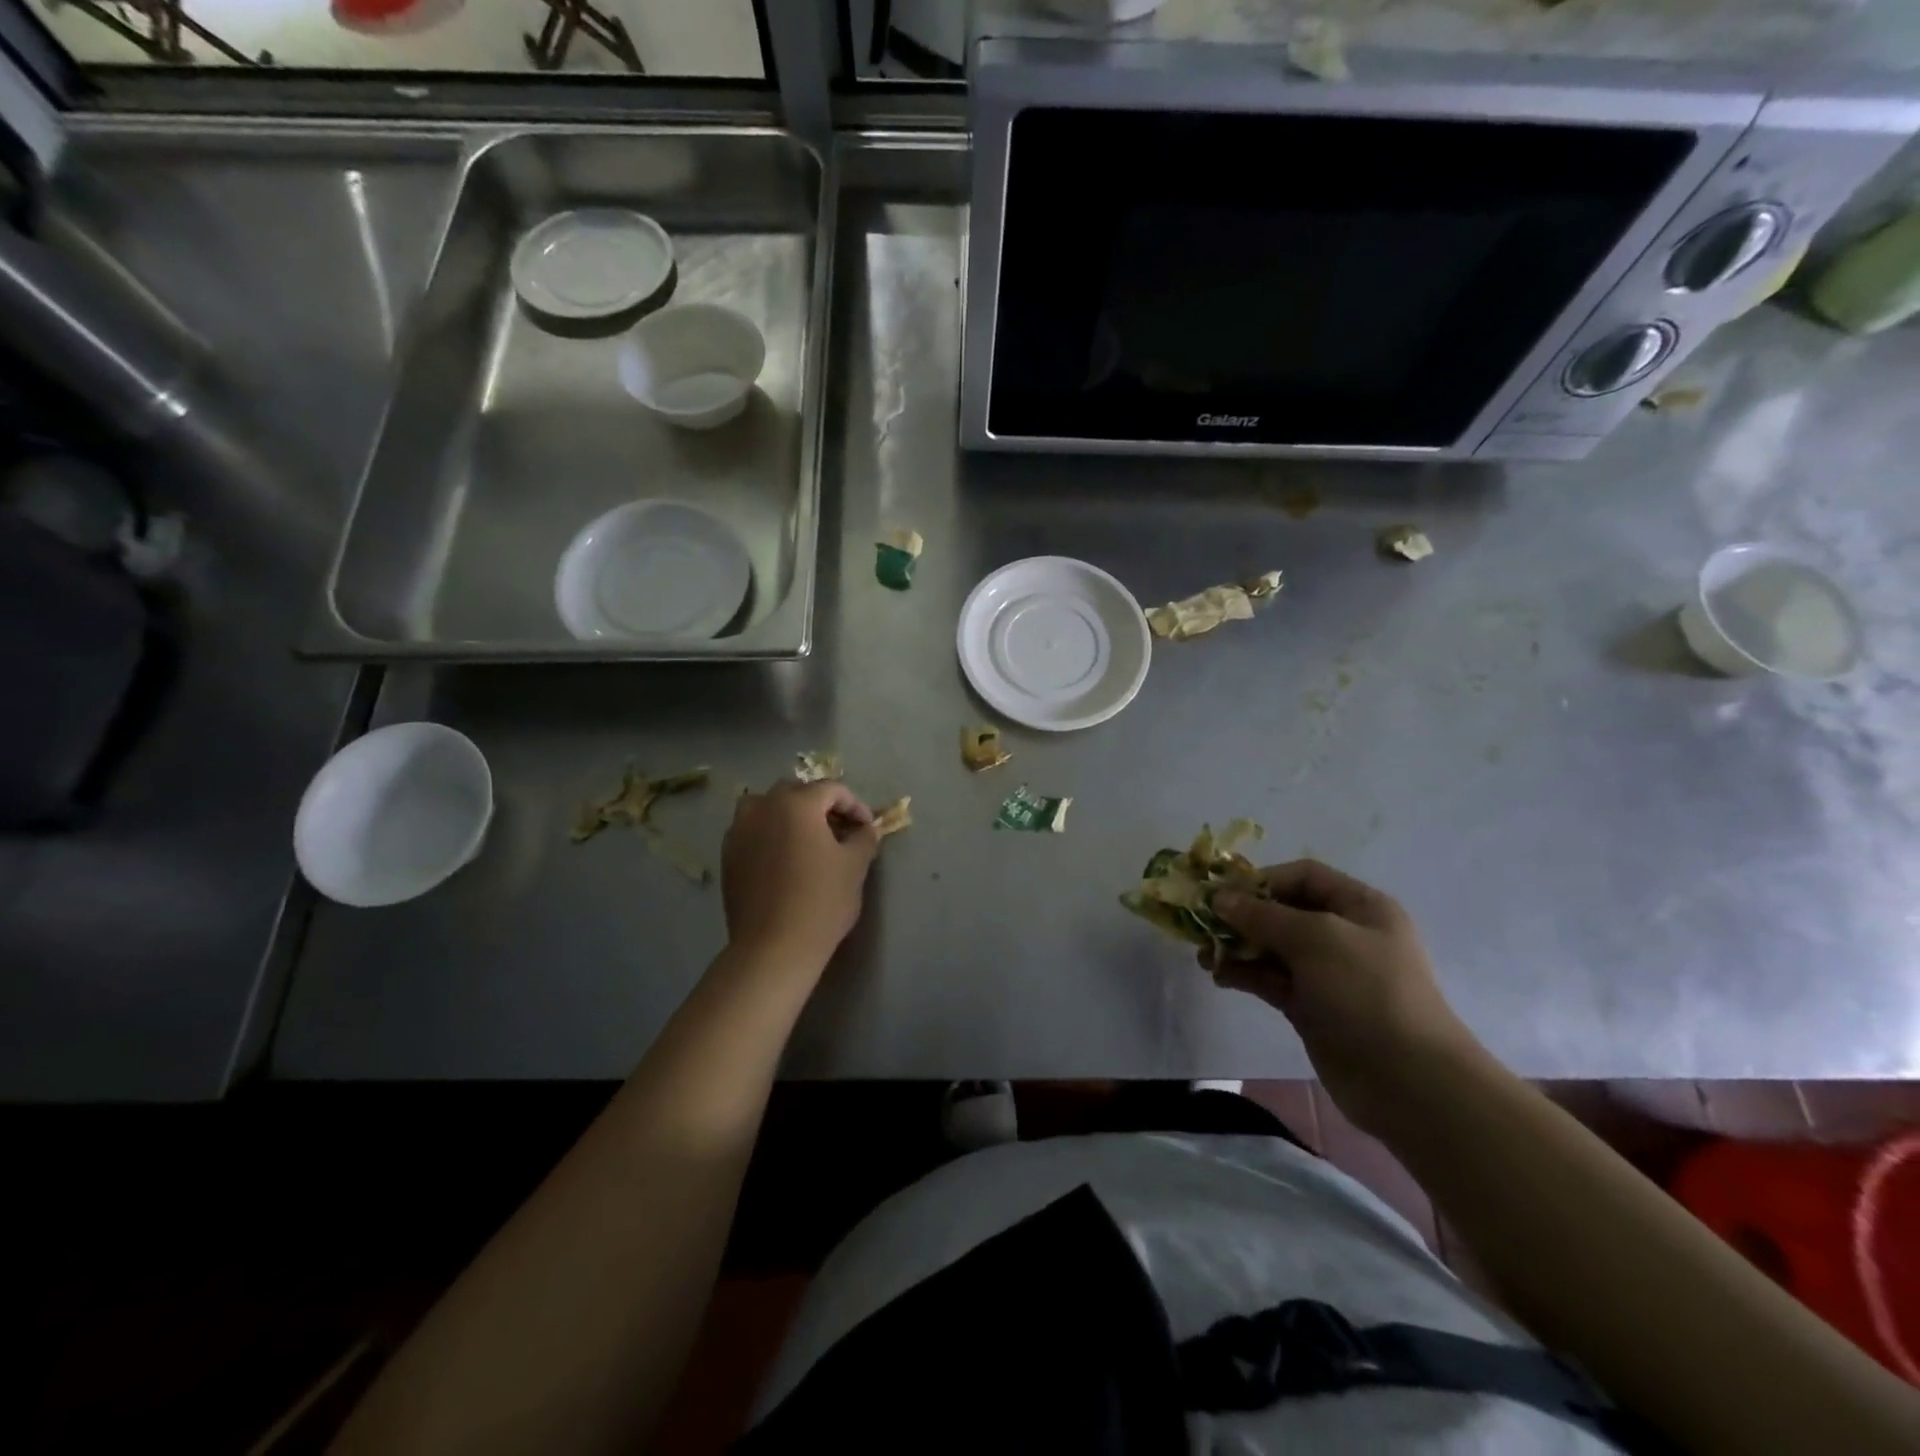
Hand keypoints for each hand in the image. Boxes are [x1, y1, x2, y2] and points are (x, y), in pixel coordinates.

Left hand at [722, 780, 879, 970]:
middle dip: (820, 806)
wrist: (773, 947)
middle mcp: (763, 807)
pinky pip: (753, 831)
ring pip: (767, 808)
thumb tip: (867, 829)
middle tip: (840, 830)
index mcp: (796, 803)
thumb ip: (864, 838)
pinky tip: (785, 859)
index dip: (855, 805)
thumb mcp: (854, 866)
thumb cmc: (821, 901)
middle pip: (796, 792)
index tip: (868, 828)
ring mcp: (739, 830)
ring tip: (808, 841)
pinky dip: (770, 835)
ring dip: (789, 816)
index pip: (832, 790)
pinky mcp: (727, 855)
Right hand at [1208, 861, 1488, 1137]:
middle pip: (1283, 911)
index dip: (1262, 880)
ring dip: (1237, 947)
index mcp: (1360, 907)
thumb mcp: (1316, 939)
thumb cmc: (1367, 992)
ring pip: (1272, 947)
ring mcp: (1328, 973)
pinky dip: (1244, 974)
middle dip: (1242, 916)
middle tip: (1203, 925)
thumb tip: (1220, 898)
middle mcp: (1344, 934)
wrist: (1409, 1081)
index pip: (1304, 876)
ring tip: (1203, 955)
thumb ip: (1263, 915)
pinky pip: (1271, 979)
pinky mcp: (1312, 1007)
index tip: (1223, 895)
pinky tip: (1217, 975)